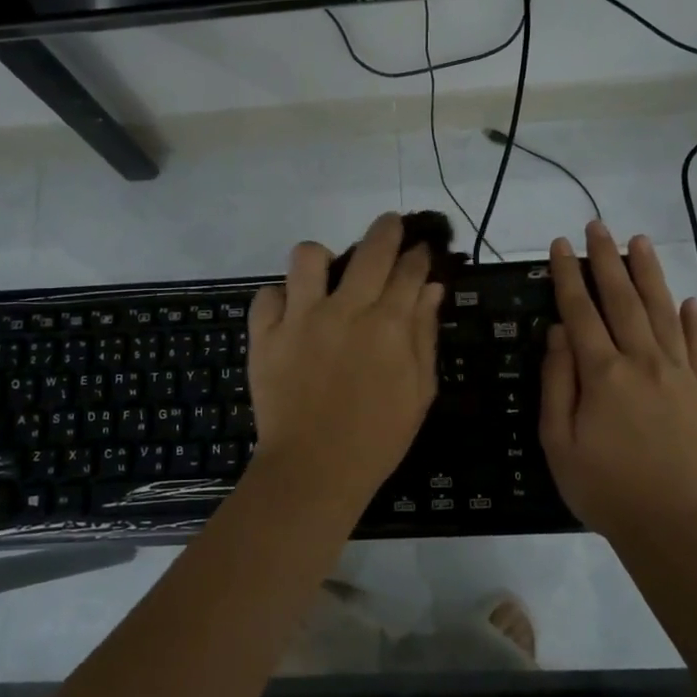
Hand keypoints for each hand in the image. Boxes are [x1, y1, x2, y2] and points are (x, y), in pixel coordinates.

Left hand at [246, 212, 442, 509]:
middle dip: (386, 229)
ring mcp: (300, 319)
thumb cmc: (377, 436)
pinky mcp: (264, 335)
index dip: (419, 255)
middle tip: (390, 226)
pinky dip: (279, 299)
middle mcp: (344, 310)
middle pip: (370, 249)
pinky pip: (267, 295)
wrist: (314, 470)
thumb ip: (424, 334)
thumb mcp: (419, 390)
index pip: (409, 271)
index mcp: (388, 324)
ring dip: (322, 258)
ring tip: (326, 274)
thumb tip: (432, 289)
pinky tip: (290, 313)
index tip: (422, 250)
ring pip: (307, 256)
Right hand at [539, 222, 696, 537]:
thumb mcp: (559, 441)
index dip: (568, 274)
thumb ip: (557, 382)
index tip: (561, 244)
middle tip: (599, 226)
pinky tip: (686, 299)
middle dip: (607, 259)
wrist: (674, 528)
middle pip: (622, 299)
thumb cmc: (604, 488)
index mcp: (603, 374)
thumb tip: (558, 332)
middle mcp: (643, 361)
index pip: (580, 310)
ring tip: (639, 241)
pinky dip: (692, 320)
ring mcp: (682, 374)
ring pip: (663, 311)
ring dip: (649, 274)